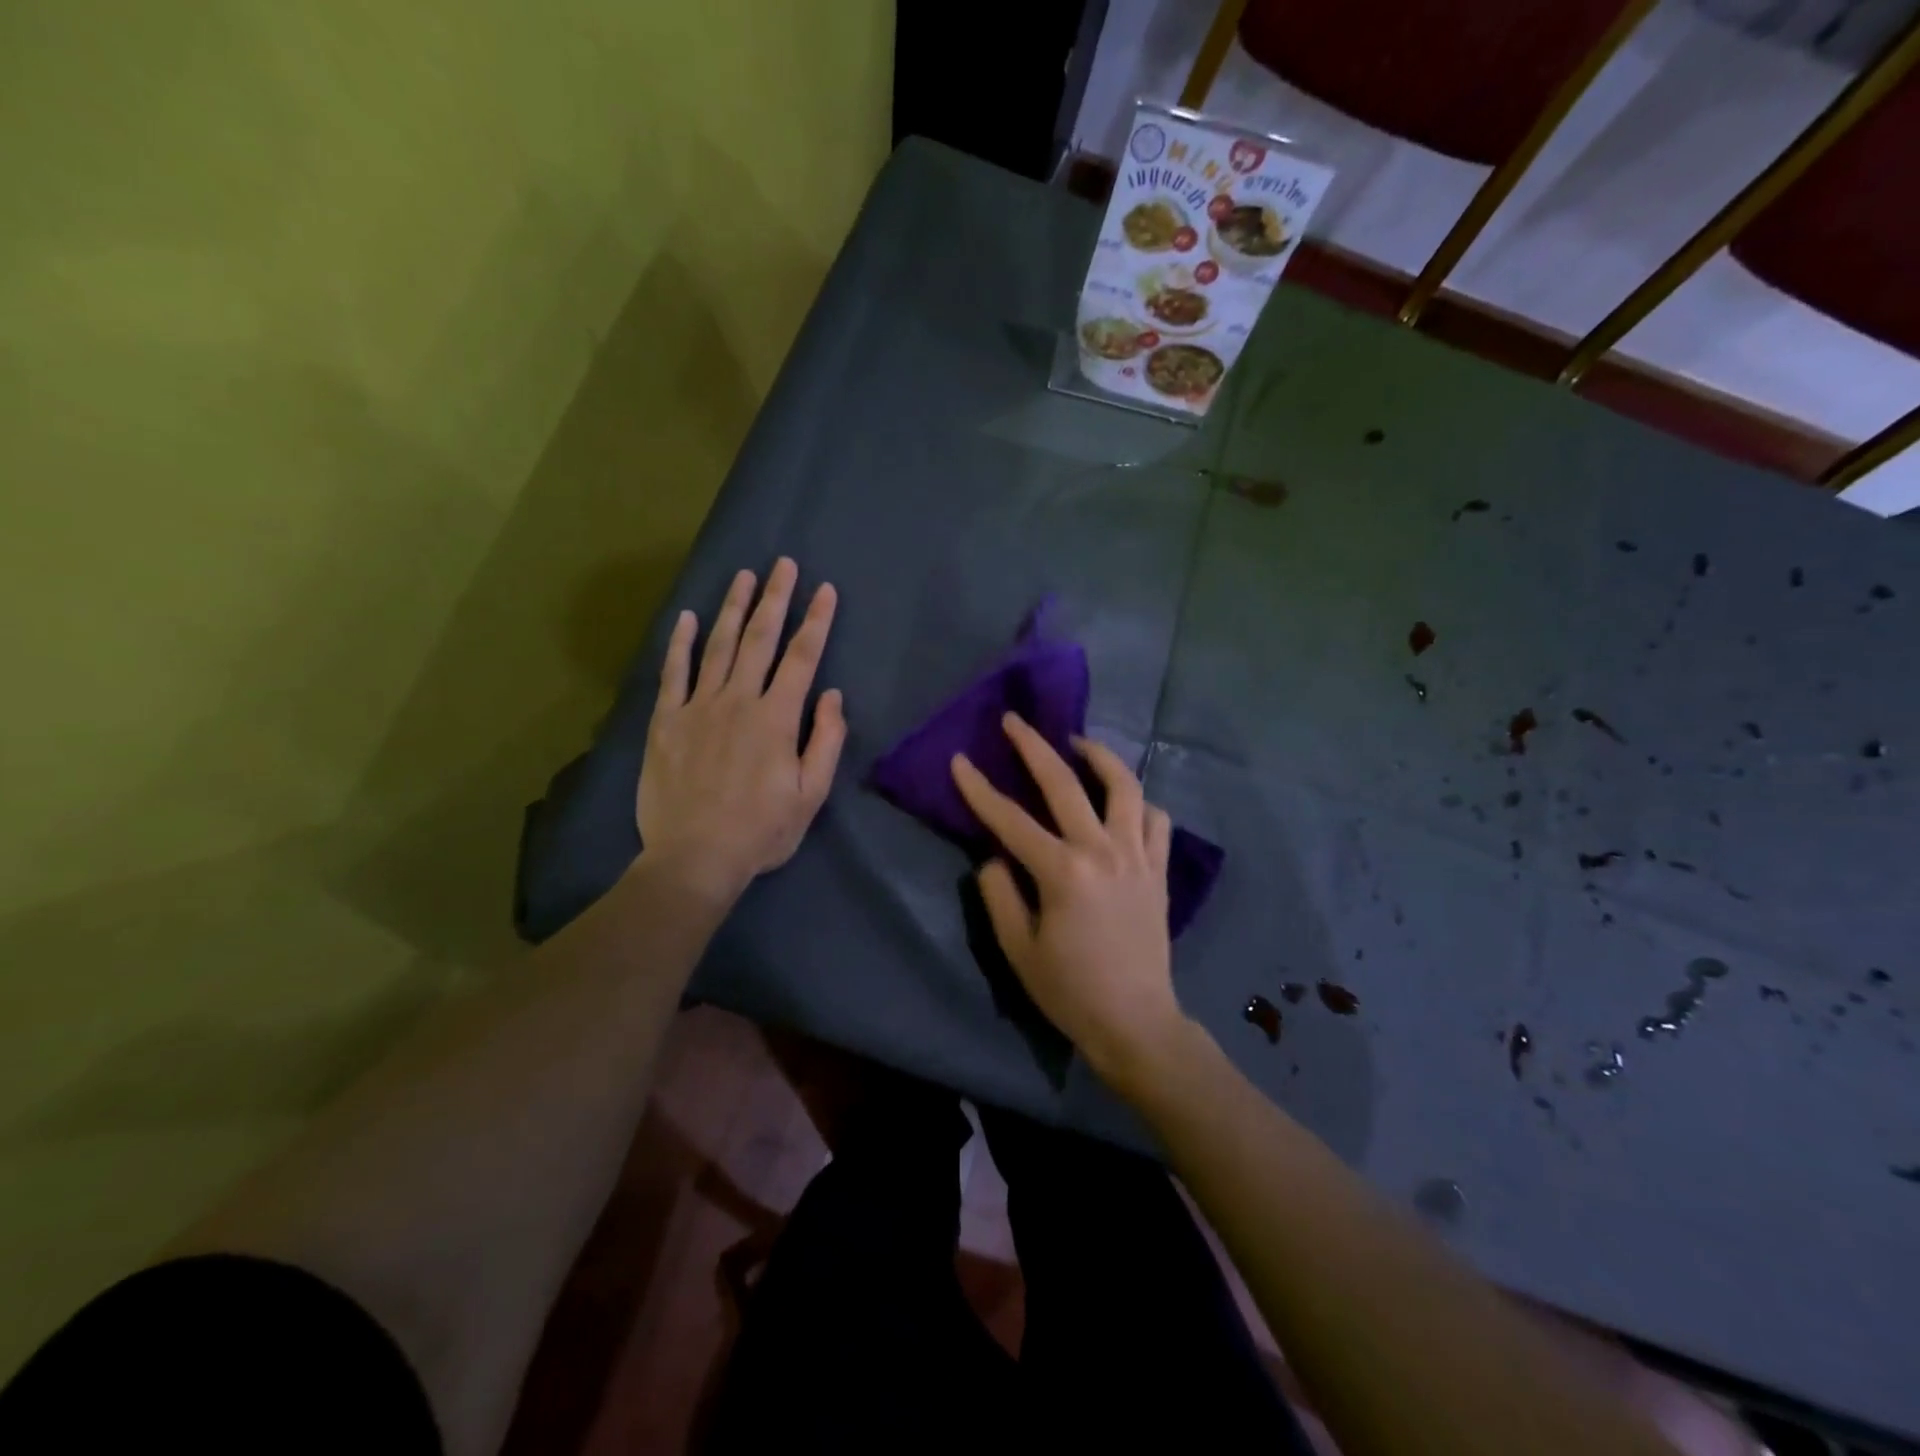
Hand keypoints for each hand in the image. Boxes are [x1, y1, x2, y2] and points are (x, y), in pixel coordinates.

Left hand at [637, 558, 846, 903]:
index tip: (825, 590)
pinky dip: (679, 643)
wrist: (695, 857)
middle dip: (776, 598)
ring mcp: (698, 707)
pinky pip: (673, 673)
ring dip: (733, 608)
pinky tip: (686, 617)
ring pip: (718, 646)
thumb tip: (831, 695)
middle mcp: (738, 700)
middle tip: (784, 564)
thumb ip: (826, 741)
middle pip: (760, 639)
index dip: (816, 621)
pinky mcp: (666, 721)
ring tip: (744, 576)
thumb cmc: (761, 830)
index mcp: (776, 718)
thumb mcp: (811, 794)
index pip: (802, 657)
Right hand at [950, 714, 1183, 1081]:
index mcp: (1063, 872)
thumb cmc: (1070, 991)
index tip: (960, 760)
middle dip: (1034, 747)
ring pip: (1124, 787)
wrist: (1136, 1022)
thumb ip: (1000, 895)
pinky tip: (1124, 801)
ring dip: (1099, 756)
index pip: (1010, 820)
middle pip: (1065, 784)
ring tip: (1078, 744)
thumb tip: (994, 856)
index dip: (979, 789)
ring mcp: (1137, 856)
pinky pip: (1157, 820)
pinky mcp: (1158, 870)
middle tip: (1015, 721)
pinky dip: (1140, 802)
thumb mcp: (1019, 949)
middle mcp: (1102, 851)